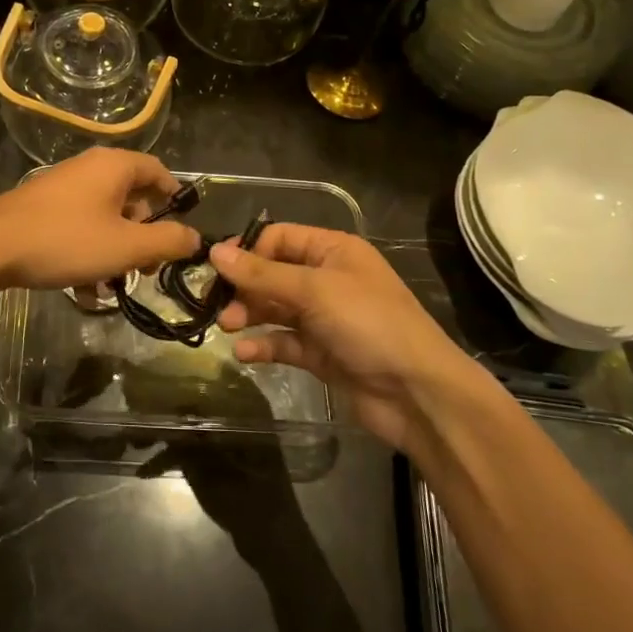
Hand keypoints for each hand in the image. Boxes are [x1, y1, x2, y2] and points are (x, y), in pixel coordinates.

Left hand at [0, 148, 201, 291]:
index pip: (158, 171)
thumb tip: (194, 237)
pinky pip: (78, 229)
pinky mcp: (42, 210)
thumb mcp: (126, 246)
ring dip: (115, 253)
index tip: (182, 232)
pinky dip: (88, 254)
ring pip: (104, 219)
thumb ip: (167, 241)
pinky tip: (85, 291)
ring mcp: (62, 188)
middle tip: (147, 269)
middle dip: (144, 236)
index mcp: (114, 166)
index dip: (175, 199)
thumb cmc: (65, 241)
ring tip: (113, 287)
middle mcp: (89, 169)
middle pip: (132, 198)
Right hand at [210, 225, 481, 452]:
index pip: (279, 238)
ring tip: (228, 327)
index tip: (217, 269)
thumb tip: (215, 252)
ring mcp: (324, 318)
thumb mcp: (314, 290)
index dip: (248, 250)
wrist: (417, 393)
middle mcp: (327, 279)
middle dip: (244, 287)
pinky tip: (243, 353)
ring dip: (249, 314)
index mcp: (333, 250)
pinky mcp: (320, 353)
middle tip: (218, 305)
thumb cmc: (369, 324)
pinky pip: (284, 342)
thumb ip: (262, 274)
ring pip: (274, 308)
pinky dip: (263, 345)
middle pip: (272, 273)